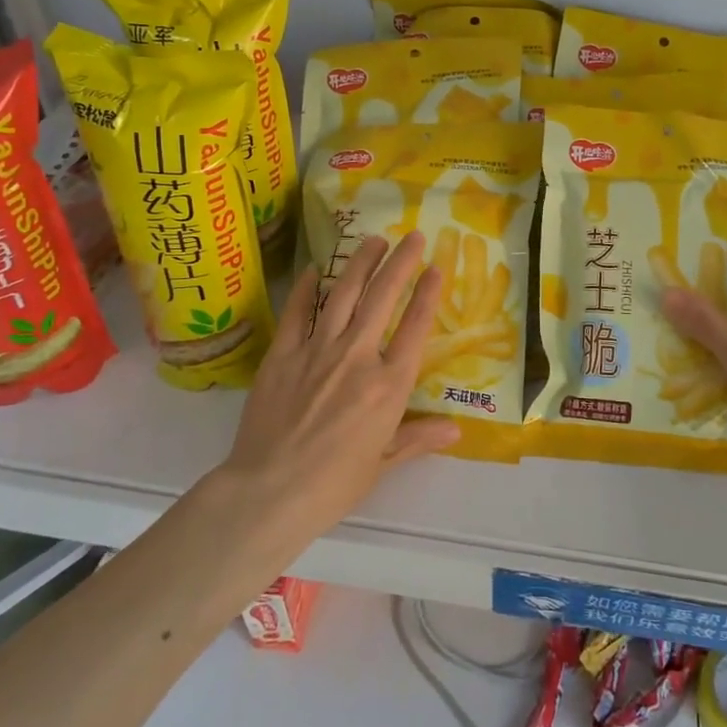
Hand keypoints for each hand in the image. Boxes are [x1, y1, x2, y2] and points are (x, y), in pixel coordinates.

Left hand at [220, 232, 460, 537]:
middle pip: (382, 298)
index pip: (414, 328)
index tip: (435, 268)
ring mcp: (317, 350)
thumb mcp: (383, 463)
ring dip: (360, 263)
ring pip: (343, 294)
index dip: (427, 294)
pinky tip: (314, 269)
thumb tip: (457, 430)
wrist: (269, 491)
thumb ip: (419, 438)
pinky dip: (306, 288)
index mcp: (388, 385)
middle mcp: (357, 357)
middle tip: (411, 236)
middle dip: (400, 263)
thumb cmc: (333, 484)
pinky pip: (298, 312)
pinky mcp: (283, 353)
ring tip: (373, 240)